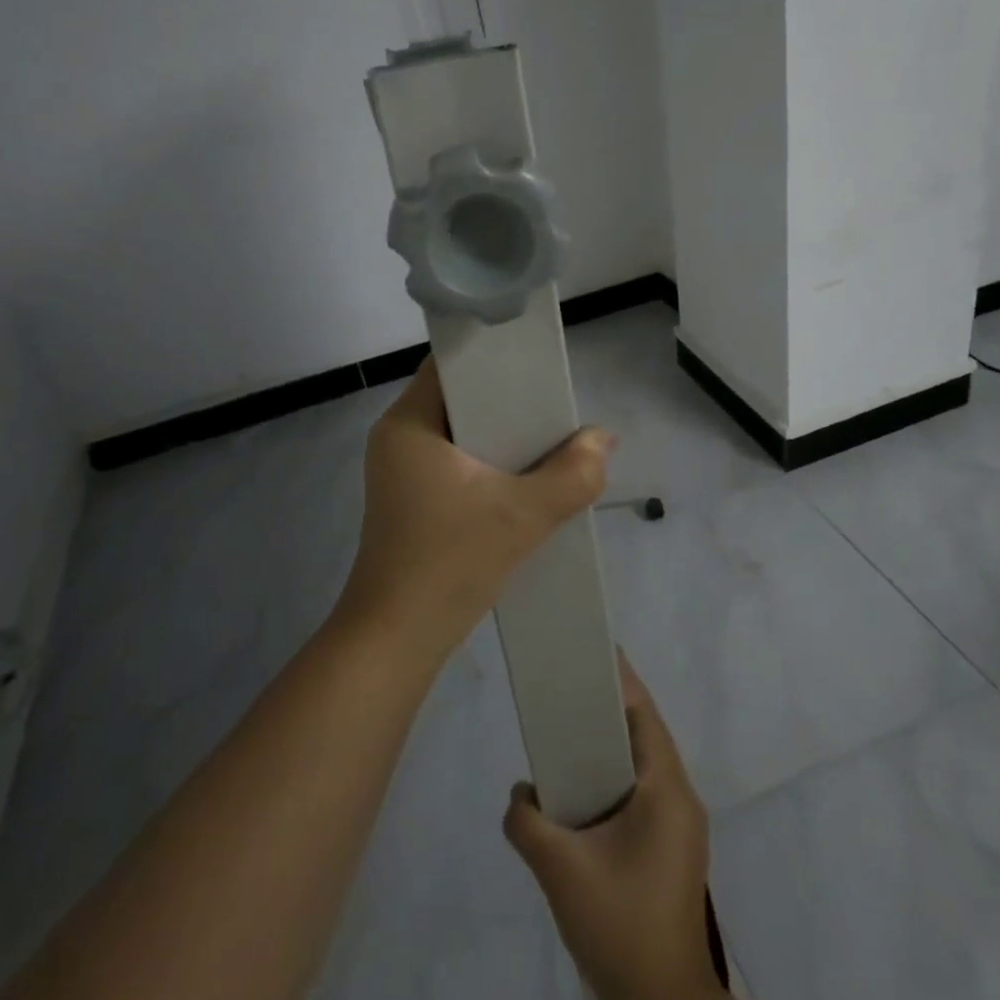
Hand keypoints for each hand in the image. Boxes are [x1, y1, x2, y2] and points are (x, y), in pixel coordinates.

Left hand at [337, 357, 612, 669]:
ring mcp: (401, 471)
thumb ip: (572, 474)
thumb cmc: (448, 563)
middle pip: (460, 398)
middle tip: (554, 407)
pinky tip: (523, 480)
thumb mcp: (521, 516)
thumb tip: (604, 440)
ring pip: (461, 433)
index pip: (452, 363)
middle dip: (508, 401)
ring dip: (502, 437)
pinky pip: (455, 463)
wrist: (395, 642)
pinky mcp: (410, 500)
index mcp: (408, 422)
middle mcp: (398, 437)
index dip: (495, 357)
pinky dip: (488, 464)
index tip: (538, 367)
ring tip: (549, 440)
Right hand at [504, 658, 743, 999]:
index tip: (588, 649)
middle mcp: (680, 798)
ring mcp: (679, 826)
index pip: (643, 714)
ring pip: (642, 764)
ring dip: (608, 745)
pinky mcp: (670, 848)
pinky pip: (640, 791)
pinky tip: (581, 789)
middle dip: (606, 708)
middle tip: (566, 687)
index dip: (617, 678)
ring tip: (567, 732)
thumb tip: (521, 795)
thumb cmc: (619, 925)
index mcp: (666, 790)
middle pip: (643, 733)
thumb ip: (527, 821)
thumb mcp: (561, 870)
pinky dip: (612, 777)